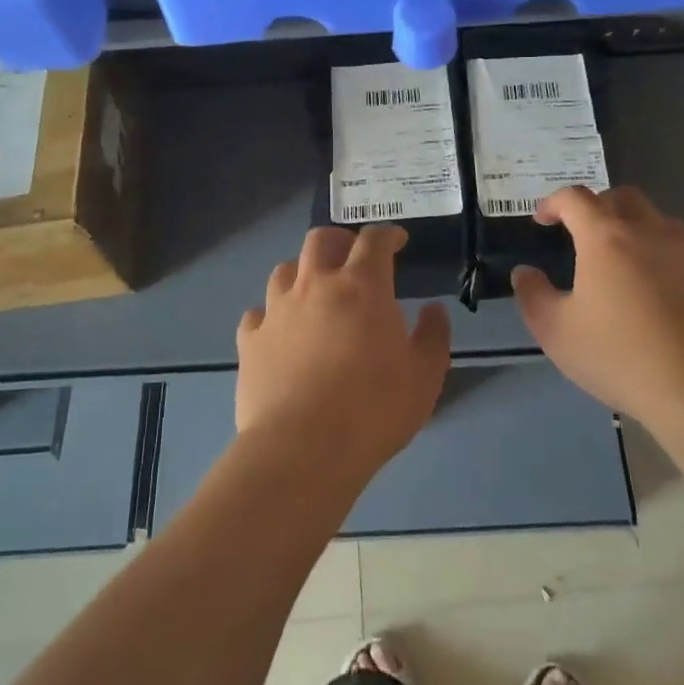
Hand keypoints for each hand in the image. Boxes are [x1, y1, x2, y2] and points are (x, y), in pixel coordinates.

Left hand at [237, 224, 450, 482]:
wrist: (302, 449)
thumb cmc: (373, 410)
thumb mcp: (424, 377)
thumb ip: (433, 337)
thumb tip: (433, 310)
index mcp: (362, 287)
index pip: (374, 241)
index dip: (387, 235)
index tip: (396, 242)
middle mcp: (315, 286)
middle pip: (320, 240)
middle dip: (340, 240)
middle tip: (352, 256)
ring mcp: (277, 311)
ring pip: (283, 270)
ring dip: (302, 271)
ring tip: (314, 290)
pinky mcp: (250, 341)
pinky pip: (257, 313)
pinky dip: (271, 314)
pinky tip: (280, 330)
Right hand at [512, 186, 683, 436]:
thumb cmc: (620, 357)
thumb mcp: (556, 332)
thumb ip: (533, 295)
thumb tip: (525, 273)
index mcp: (606, 238)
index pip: (575, 198)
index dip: (553, 202)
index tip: (542, 220)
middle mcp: (650, 233)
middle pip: (623, 197)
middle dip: (597, 205)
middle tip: (581, 232)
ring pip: (658, 220)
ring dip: (633, 227)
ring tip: (620, 260)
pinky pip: (682, 252)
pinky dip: (661, 256)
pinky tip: (656, 293)